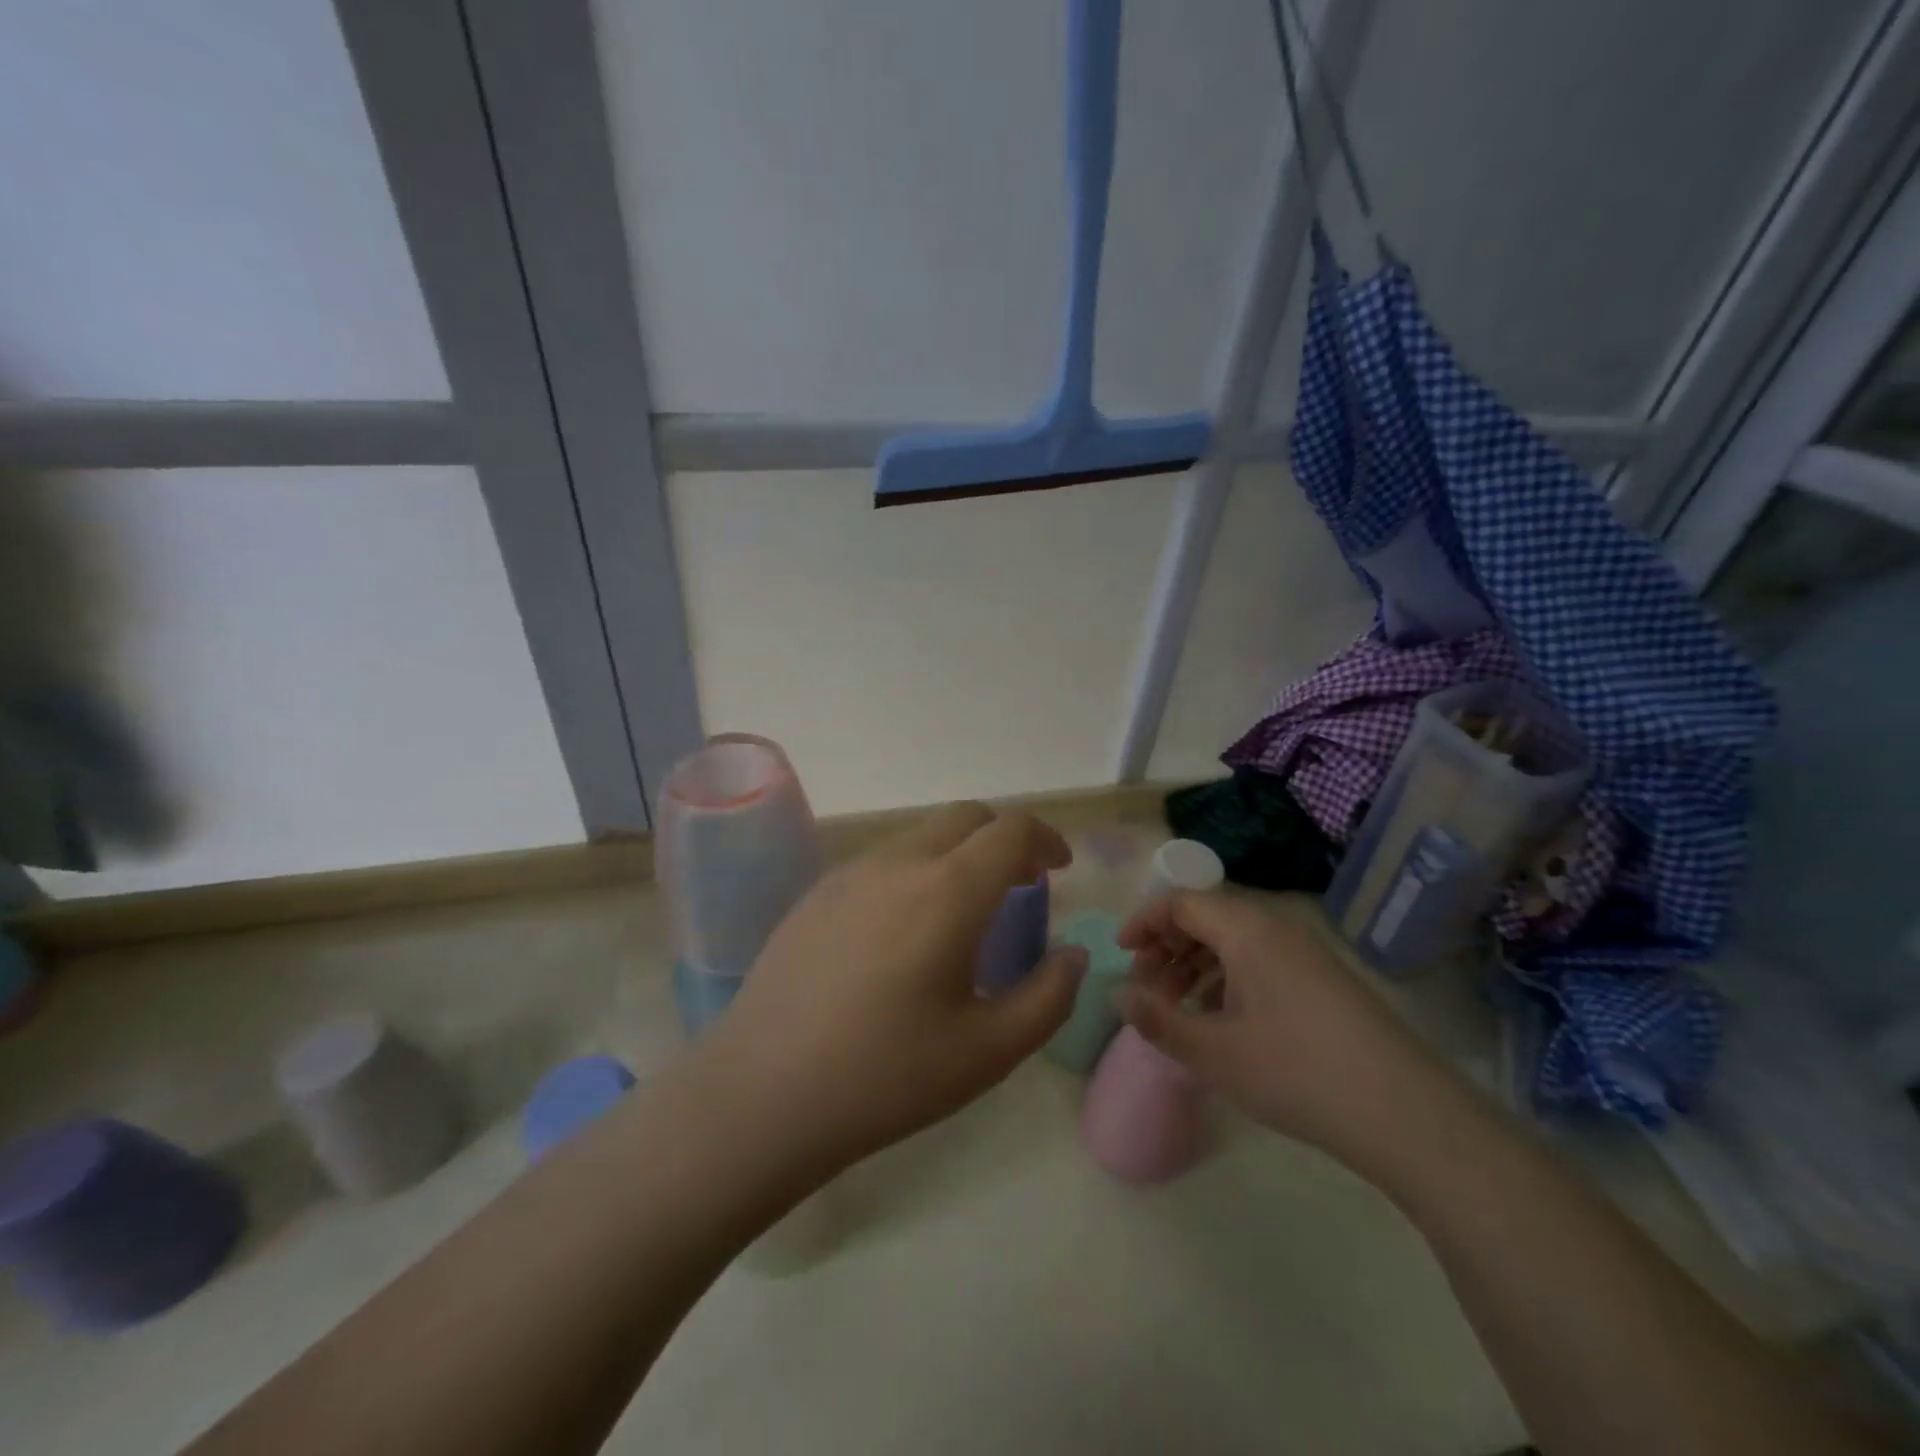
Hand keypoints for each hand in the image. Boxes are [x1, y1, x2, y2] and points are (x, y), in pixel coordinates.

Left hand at [702, 803, 1087, 1177]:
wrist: (762, 1093)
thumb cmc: (886, 1075)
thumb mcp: (989, 1051)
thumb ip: (1049, 997)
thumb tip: (1073, 954)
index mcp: (947, 891)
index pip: (1010, 830)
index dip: (1045, 839)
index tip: (1059, 869)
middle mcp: (898, 863)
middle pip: (965, 817)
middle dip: (1004, 838)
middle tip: (1021, 883)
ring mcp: (850, 873)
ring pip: (921, 837)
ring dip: (958, 855)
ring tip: (965, 913)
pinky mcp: (816, 893)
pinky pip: (882, 861)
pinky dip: (916, 872)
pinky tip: (904, 932)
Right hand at [1116, 891, 1446, 1170]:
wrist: (1406, 1115)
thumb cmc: (1296, 1073)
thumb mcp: (1214, 1053)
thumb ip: (1158, 1020)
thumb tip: (1119, 994)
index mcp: (1247, 931)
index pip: (1181, 902)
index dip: (1144, 922)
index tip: (1122, 954)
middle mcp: (1276, 930)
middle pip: (1207, 918)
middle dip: (1168, 947)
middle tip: (1148, 989)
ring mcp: (1306, 955)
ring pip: (1235, 942)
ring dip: (1196, 966)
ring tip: (1180, 1009)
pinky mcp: (1325, 982)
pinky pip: (1261, 962)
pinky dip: (1229, 980)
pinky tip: (1223, 1022)